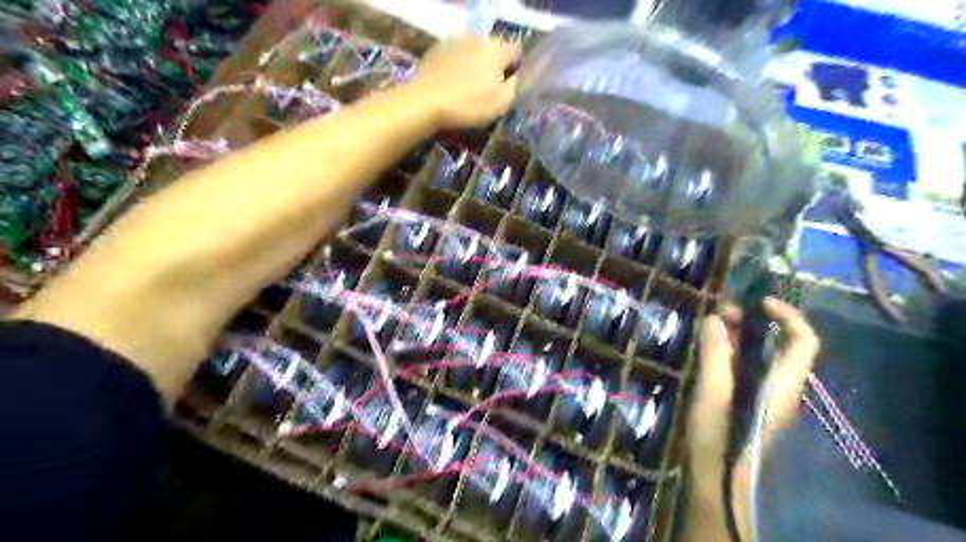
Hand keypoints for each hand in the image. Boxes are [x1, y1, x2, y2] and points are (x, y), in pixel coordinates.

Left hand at [411, 36, 525, 128]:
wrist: (426, 101)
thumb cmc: (469, 105)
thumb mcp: (501, 104)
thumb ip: (513, 88)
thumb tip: (513, 78)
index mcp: (497, 51)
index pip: (517, 51)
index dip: (515, 67)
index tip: (508, 84)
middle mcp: (478, 39)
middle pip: (494, 49)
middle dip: (494, 65)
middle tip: (487, 87)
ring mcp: (456, 41)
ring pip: (473, 51)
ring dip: (474, 64)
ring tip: (467, 86)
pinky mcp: (437, 49)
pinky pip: (455, 55)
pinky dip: (456, 66)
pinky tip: (451, 83)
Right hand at [679, 298, 821, 540]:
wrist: (718, 478)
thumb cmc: (719, 436)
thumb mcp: (712, 391)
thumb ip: (715, 354)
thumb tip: (714, 317)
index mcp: (781, 384)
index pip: (804, 341)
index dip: (788, 316)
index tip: (758, 302)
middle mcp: (780, 386)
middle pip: (780, 344)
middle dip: (754, 320)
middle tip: (721, 309)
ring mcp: (764, 394)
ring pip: (762, 354)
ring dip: (740, 333)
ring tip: (711, 322)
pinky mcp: (748, 399)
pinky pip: (747, 365)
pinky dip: (731, 349)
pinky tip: (708, 347)